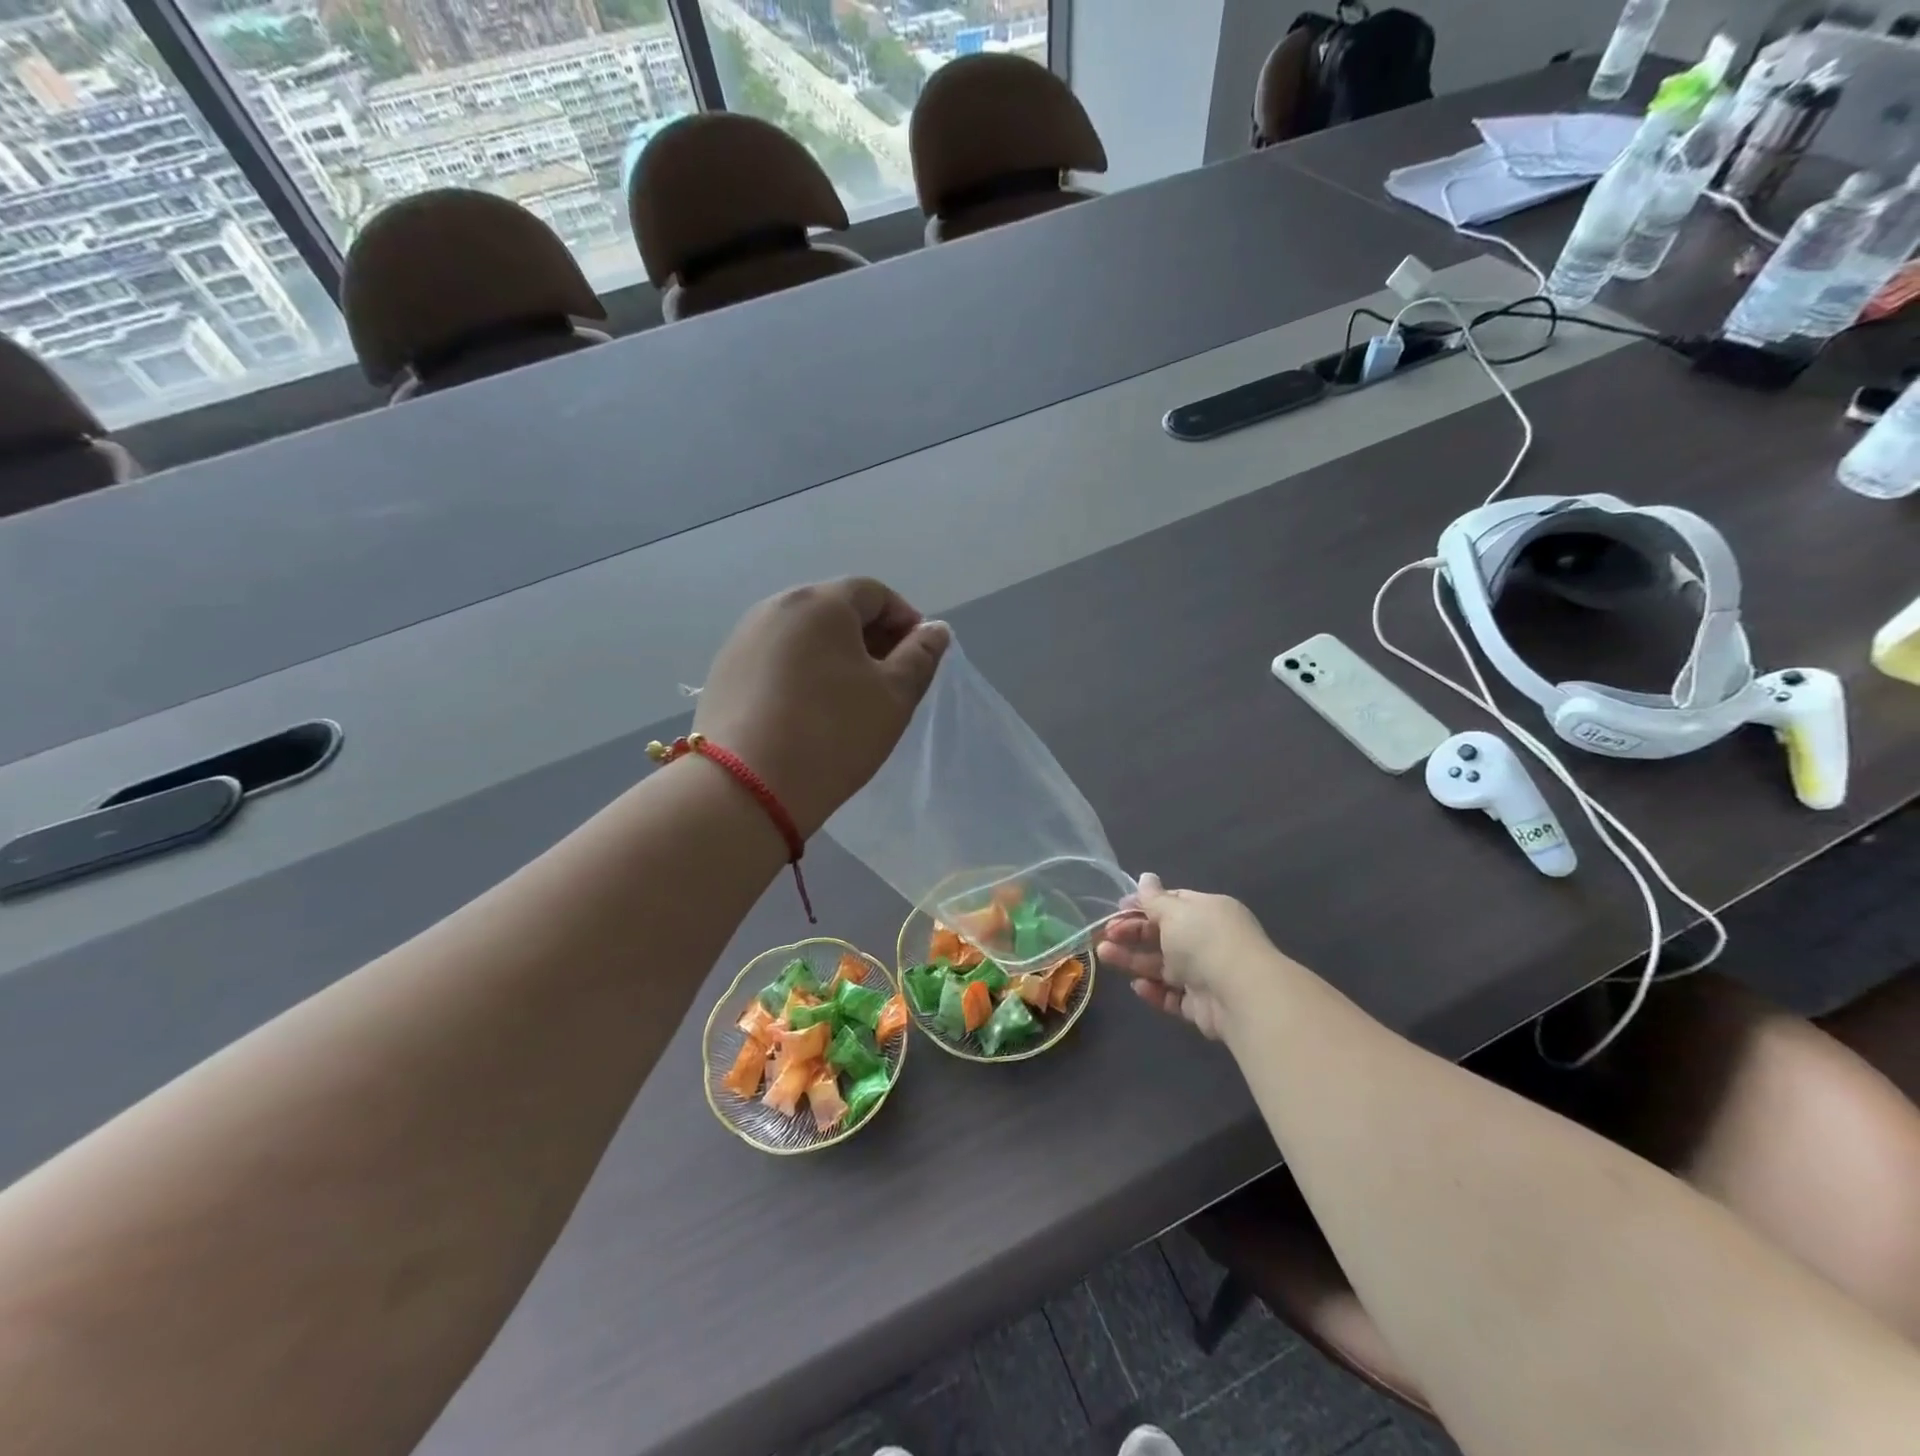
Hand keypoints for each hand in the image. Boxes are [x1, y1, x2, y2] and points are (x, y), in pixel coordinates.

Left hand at [695, 578, 949, 837]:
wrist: (746, 788)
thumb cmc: (833, 734)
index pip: (875, 593)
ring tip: (849, 699)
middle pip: (836, 609)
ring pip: (804, 635)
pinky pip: (777, 658)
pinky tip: (808, 711)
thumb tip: (935, 629)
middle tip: (888, 682)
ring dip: (835, 655)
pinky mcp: (724, 671)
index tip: (918, 659)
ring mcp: (744, 638)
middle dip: (870, 638)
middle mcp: (777, 607)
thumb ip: (921, 655)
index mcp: (821, 602)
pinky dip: (801, 672)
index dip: (905, 620)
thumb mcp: (893, 696)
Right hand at [1096, 875, 1278, 1039]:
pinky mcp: (1202, 1006)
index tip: (1118, 909)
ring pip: (1163, 966)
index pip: (1173, 904)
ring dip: (1133, 961)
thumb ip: (1154, 899)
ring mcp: (1205, 974)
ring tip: (1103, 956)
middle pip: (1163, 936)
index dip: (1144, 905)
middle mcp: (1208, 941)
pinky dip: (1154, 991)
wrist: (1240, 994)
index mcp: (1208, 912)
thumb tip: (1145, 877)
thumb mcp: (1175, 911)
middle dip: (1132, 934)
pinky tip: (1137, 986)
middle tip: (1104, 935)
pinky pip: (1173, 996)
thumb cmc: (1205, 940)